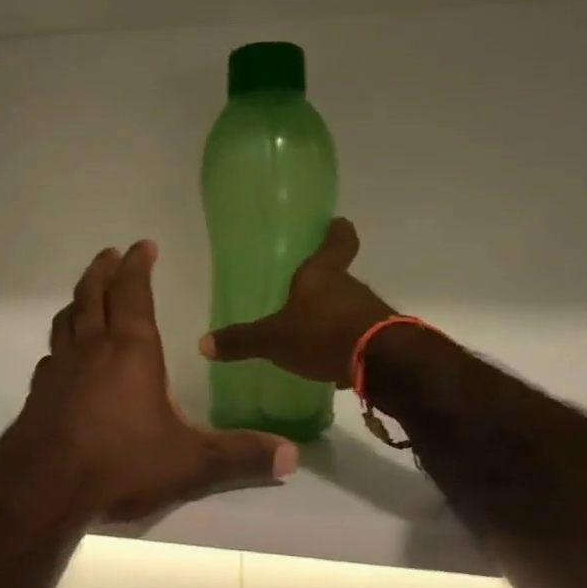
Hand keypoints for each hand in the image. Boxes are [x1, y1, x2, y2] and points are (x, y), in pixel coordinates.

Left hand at [0, 241, 296, 526]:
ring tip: (85, 294)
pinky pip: (51, 354)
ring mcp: (59, 369)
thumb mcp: (189, 463)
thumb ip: (239, 456)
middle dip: (103, 269)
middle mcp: (91, 349)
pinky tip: (64, 357)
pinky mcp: (39, 393)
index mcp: (130, 350)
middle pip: (92, 294)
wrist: (43, 489)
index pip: (133, 293)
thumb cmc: (119, 464)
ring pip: (66, 319)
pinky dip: (61, 342)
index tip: (143, 245)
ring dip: (78, 299)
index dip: (137, 265)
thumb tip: (291, 455)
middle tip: (110, 253)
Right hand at [199, 218, 392, 387]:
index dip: (337, 231)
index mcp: (322, 274)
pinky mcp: (381, 338)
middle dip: (322, 283)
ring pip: (348, 306)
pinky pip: (358, 333)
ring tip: (311, 331)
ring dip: (333, 315)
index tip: (336, 223)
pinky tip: (329, 357)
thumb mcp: (274, 339)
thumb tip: (203, 344)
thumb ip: (242, 340)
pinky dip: (345, 341)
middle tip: (301, 292)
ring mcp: (370, 311)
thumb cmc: (323, 334)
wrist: (383, 364)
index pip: (338, 241)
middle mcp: (349, 286)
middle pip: (339, 276)